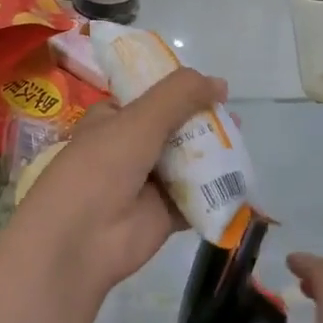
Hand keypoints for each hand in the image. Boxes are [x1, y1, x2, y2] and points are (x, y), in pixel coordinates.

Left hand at [5, 68, 225, 300]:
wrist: (80, 240)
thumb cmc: (101, 167)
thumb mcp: (139, 119)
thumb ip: (179, 95)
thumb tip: (221, 83)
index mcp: (113, 120)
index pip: (151, 98)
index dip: (181, 91)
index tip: (215, 88)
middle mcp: (129, 148)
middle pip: (175, 130)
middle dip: (204, 123)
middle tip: (236, 120)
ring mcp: (147, 184)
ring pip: (187, 163)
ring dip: (213, 155)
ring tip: (242, 146)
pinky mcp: (163, 215)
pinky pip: (196, 199)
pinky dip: (215, 192)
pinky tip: (241, 182)